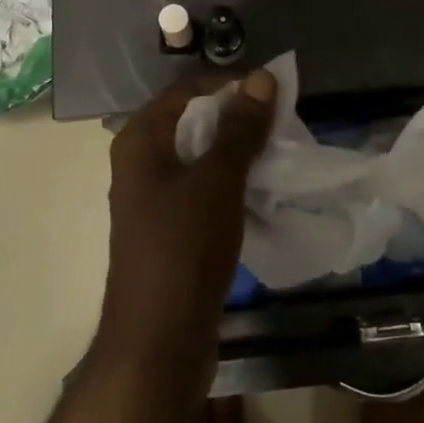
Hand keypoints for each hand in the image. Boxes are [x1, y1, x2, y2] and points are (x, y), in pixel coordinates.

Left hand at [93, 68, 277, 397]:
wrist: (157, 345)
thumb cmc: (183, 249)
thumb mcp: (218, 180)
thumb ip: (240, 128)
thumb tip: (262, 77)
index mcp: (140, 140)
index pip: (189, 89)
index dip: (231, 84)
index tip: (274, 92)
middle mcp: (140, 162)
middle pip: (193, 121)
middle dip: (237, 118)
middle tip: (282, 122)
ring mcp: (152, 198)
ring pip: (200, 157)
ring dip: (237, 151)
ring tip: (279, 152)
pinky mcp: (168, 229)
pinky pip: (202, 189)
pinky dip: (230, 182)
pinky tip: (261, 190)